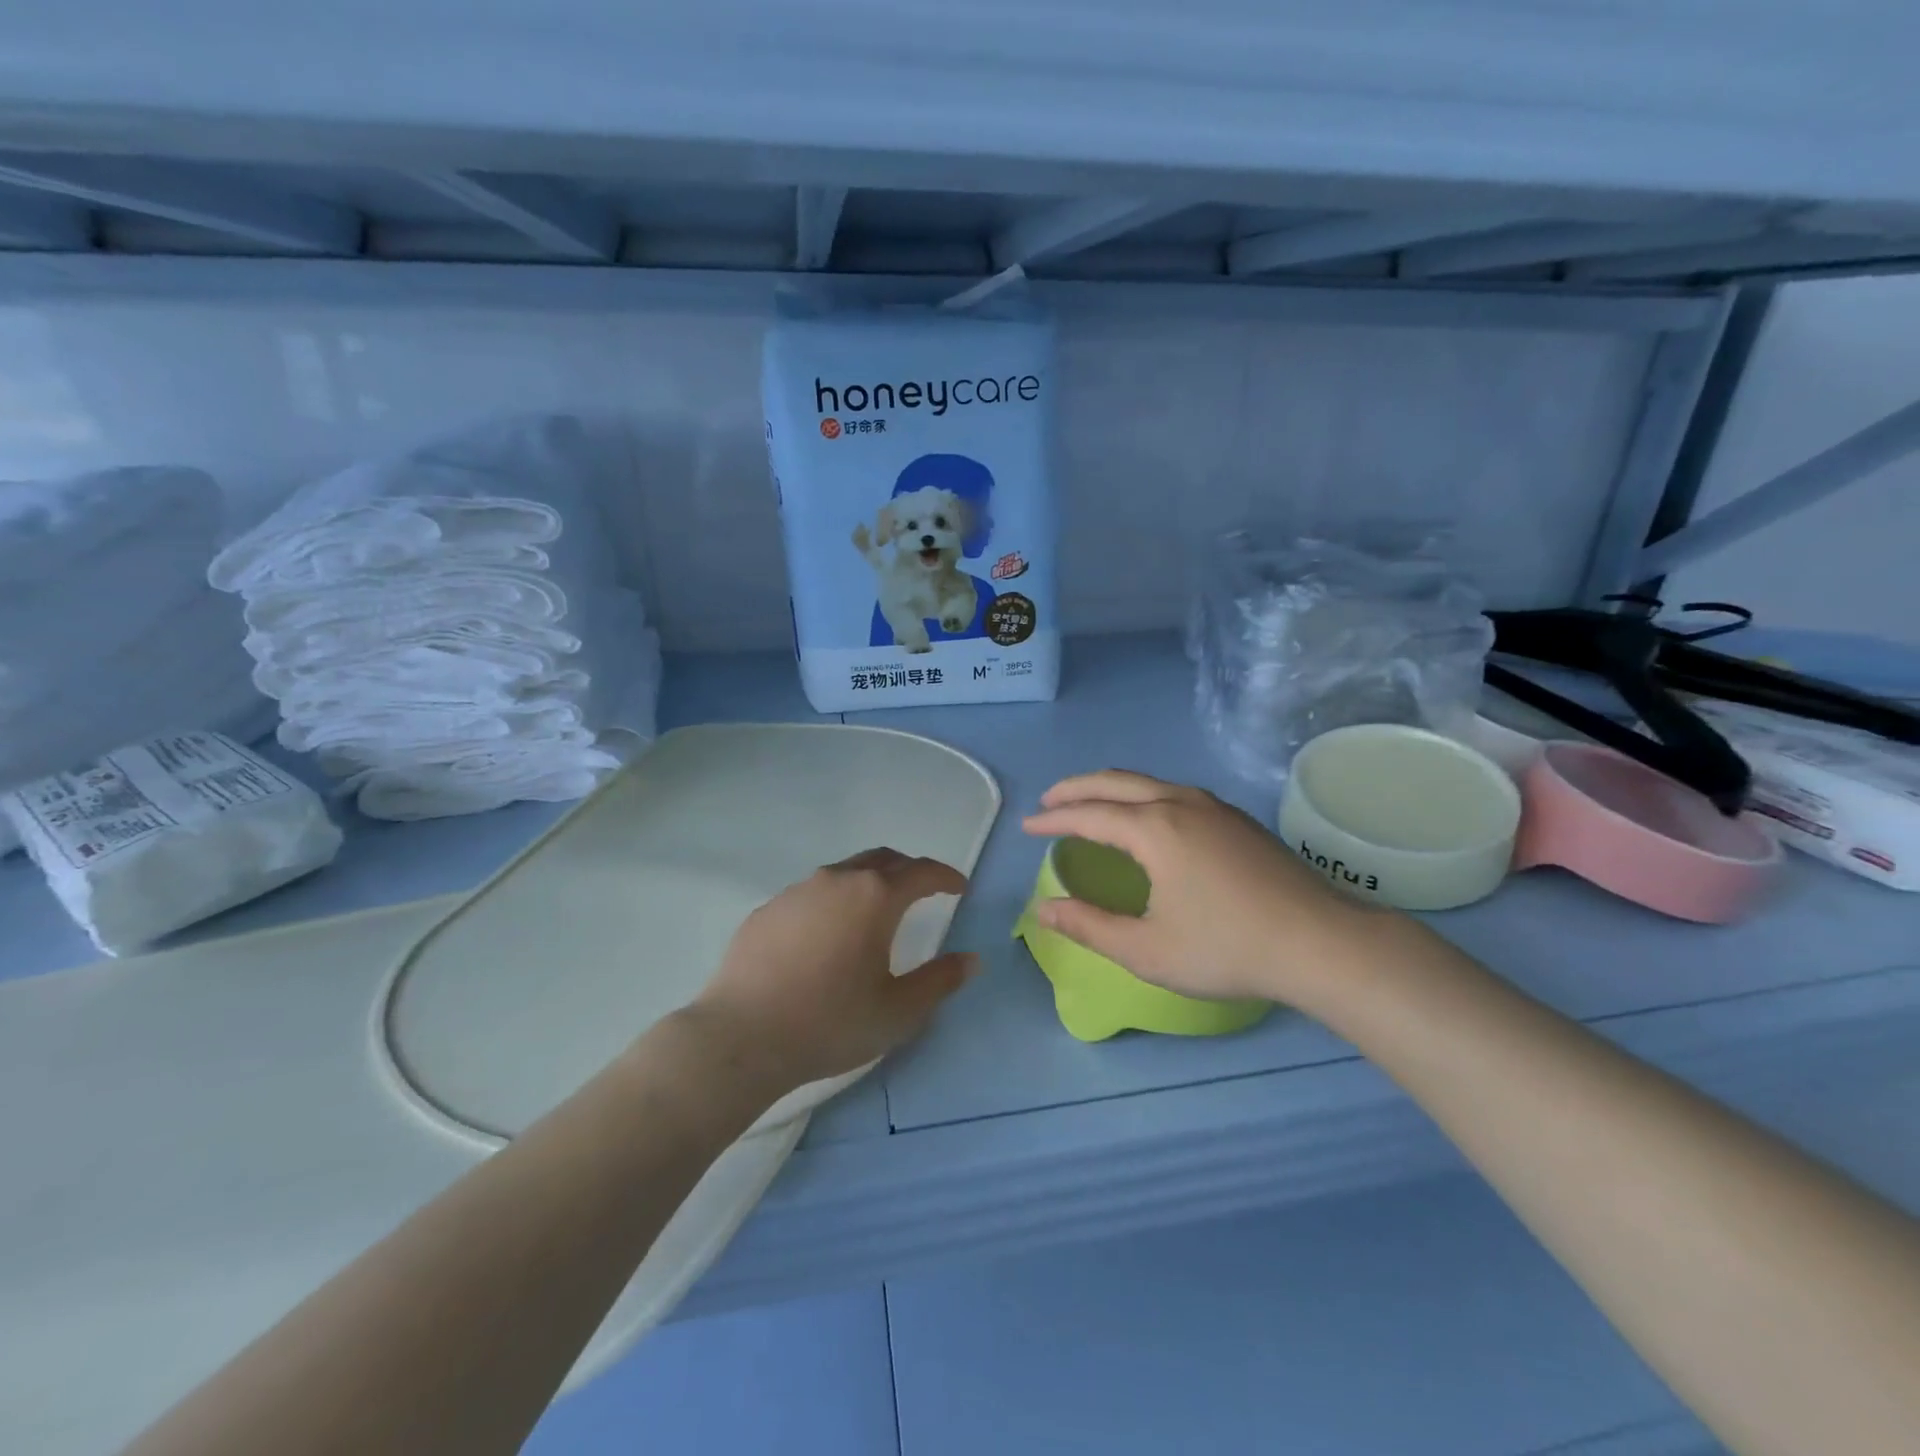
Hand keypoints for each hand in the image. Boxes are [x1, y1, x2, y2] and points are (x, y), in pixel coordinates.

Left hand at [685, 848, 975, 1095]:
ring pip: (844, 873)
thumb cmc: (831, 1022)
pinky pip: (812, 894)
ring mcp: (797, 891)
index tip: (958, 887)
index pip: (921, 872)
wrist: (742, 1037)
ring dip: (869, 883)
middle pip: (883, 860)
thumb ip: (940, 981)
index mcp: (875, 897)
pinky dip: (833, 902)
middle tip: (923, 890)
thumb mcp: (898, 1011)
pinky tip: (827, 936)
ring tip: (875, 912)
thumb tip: (971, 959)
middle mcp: (837, 880)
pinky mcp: (768, 910)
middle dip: (909, 870)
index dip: (945, 877)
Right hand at [1021, 771, 1391, 1006]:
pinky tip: (1146, 819)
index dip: (1053, 819)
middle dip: (1076, 787)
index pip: (1088, 814)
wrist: (1322, 943)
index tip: (1028, 826)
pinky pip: (1174, 792)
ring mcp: (1214, 807)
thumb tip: (1045, 910)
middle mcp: (1181, 803)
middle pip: (1115, 781)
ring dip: (1111, 788)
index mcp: (1154, 829)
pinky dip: (1142, 796)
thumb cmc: (1227, 948)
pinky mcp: (1238, 819)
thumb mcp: (1147, 950)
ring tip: (1090, 804)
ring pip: (1149, 782)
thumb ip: (1090, 927)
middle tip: (1049, 801)